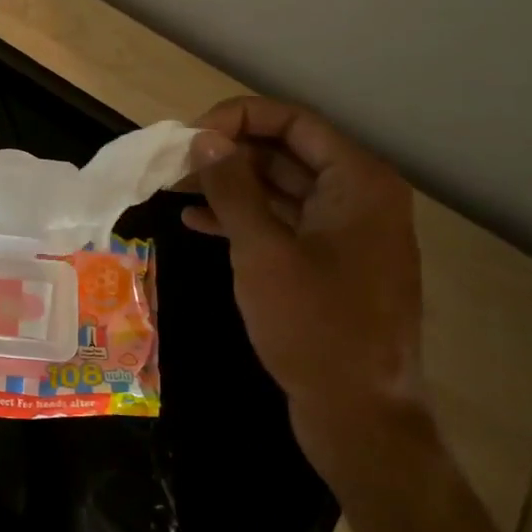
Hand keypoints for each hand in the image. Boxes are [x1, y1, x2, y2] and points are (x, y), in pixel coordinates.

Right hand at [183, 95, 429, 487]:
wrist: (358, 413)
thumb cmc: (314, 326)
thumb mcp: (263, 252)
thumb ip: (232, 188)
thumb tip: (204, 139)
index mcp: (358, 182)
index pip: (293, 122)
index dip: (237, 119)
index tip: (188, 137)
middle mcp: (357, 197)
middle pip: (285, 152)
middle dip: (228, 152)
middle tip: (172, 162)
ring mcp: (344, 232)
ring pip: (280, 188)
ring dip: (229, 185)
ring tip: (173, 186)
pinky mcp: (328, 263)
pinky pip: (282, 223)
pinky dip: (243, 218)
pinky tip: (196, 221)